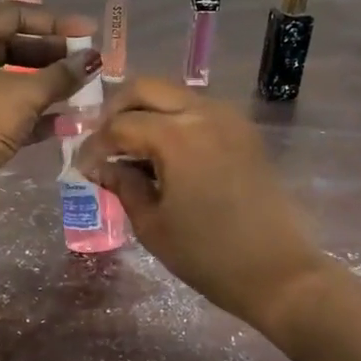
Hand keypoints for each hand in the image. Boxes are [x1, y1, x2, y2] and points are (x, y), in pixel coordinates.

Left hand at [0, 0, 98, 224]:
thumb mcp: (24, 93)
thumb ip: (62, 74)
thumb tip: (94, 59)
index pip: (16, 14)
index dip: (55, 22)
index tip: (90, 33)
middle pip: (18, 47)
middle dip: (56, 56)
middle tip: (91, 64)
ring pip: (19, 81)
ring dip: (53, 86)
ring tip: (88, 92)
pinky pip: (16, 110)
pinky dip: (41, 114)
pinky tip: (72, 122)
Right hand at [75, 80, 326, 336]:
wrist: (278, 272)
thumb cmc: (207, 255)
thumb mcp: (152, 225)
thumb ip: (123, 185)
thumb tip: (101, 166)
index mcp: (177, 136)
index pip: (120, 125)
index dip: (95, 145)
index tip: (82, 167)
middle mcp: (204, 113)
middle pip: (146, 88)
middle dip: (116, 109)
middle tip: (102, 141)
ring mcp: (229, 118)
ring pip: (174, 94)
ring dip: (146, 111)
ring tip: (130, 147)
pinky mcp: (243, 132)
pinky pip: (198, 110)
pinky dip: (173, 120)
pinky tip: (163, 152)